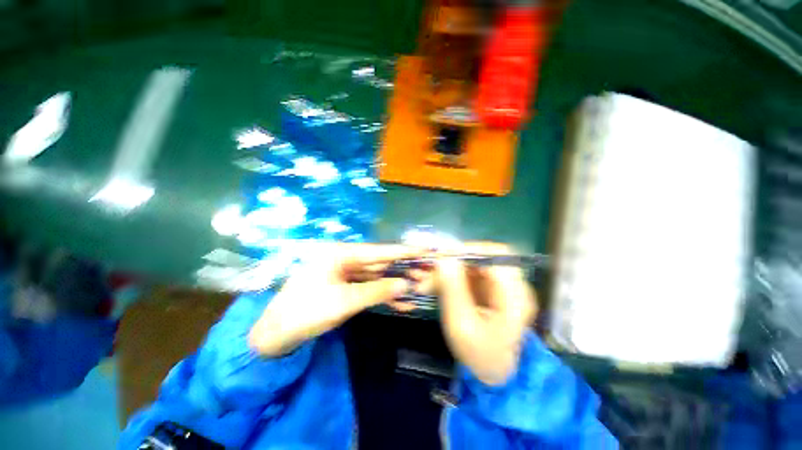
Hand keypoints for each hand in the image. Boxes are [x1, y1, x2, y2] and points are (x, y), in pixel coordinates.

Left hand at [249, 243, 419, 356]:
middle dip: (402, 270)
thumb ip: (377, 291)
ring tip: (418, 291)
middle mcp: (345, 259)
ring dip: (395, 286)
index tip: (425, 249)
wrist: (276, 335)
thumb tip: (407, 284)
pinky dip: (382, 296)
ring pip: (376, 277)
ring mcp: (345, 273)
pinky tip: (400, 304)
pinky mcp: (345, 286)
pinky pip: (368, 288)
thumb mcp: (344, 302)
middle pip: (380, 263)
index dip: (403, 251)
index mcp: (341, 254)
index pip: (379, 251)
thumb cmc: (306, 312)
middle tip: (426, 275)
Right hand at [435, 243, 536, 385]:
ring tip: (428, 282)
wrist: (493, 372)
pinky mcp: (491, 288)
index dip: (469, 250)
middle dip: (455, 260)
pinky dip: (451, 276)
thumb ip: (453, 289)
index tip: (442, 256)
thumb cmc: (479, 354)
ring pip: (473, 264)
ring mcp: (502, 285)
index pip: (497, 255)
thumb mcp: (461, 325)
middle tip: (432, 268)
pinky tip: (437, 286)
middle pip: (484, 256)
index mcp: (515, 296)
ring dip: (449, 269)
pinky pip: (469, 273)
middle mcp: (514, 285)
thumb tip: (444, 258)